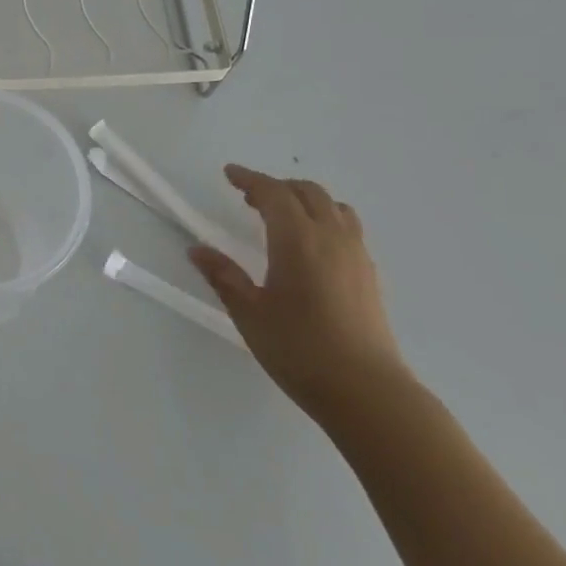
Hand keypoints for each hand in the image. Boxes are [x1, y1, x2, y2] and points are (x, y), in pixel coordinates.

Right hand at [189, 166, 410, 423]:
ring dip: (304, 200)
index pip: (273, 193)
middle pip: (307, 192)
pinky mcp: (369, 274)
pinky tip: (310, 246)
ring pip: (332, 206)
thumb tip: (197, 249)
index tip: (229, 174)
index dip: (249, 179)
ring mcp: (356, 254)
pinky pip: (346, 226)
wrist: (367, 391)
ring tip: (281, 217)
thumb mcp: (249, 313)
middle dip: (277, 187)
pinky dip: (324, 218)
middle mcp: (331, 237)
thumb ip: (223, 276)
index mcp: (297, 240)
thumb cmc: (299, 349)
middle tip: (249, 198)